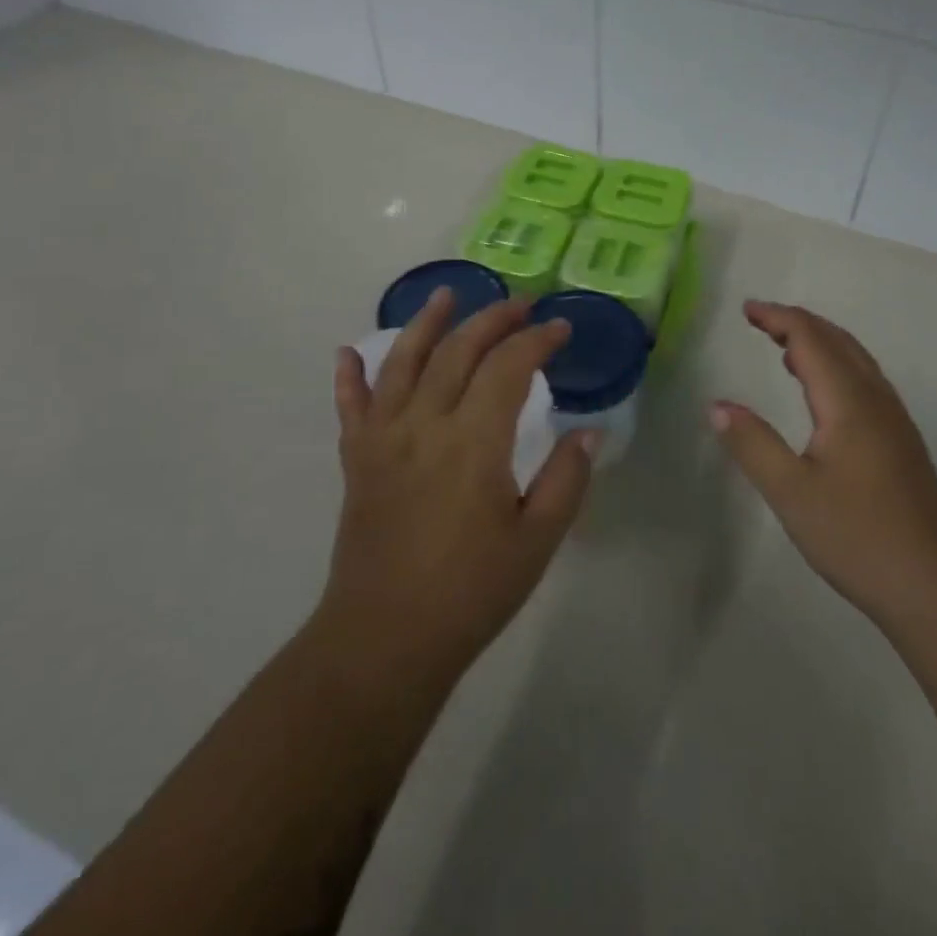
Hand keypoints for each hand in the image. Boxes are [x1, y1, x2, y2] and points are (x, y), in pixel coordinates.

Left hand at [321, 289, 594, 689]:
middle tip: (520, 304)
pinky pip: (350, 406)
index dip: (537, 340)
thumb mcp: (537, 541)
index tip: (561, 328)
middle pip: (458, 351)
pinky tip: (347, 353)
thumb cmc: (470, 593)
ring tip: (445, 295)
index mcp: (474, 442)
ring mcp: (383, 438)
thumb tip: (590, 431)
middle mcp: (424, 424)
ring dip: (426, 323)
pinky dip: (349, 377)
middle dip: (493, 320)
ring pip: (403, 362)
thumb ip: (566, 479)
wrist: (384, 640)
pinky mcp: (357, 459)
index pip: (508, 367)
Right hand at [712, 300, 936, 626]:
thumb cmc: (858, 535)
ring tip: (784, 347)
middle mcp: (876, 399)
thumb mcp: (791, 492)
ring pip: (856, 360)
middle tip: (760, 320)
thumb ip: (752, 444)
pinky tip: (823, 393)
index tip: (746, 309)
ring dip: (820, 342)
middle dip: (798, 322)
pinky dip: (836, 365)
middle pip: (837, 340)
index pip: (811, 339)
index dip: (778, 318)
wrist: (936, 584)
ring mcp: (894, 420)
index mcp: (848, 402)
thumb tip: (717, 405)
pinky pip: (865, 381)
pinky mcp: (901, 442)